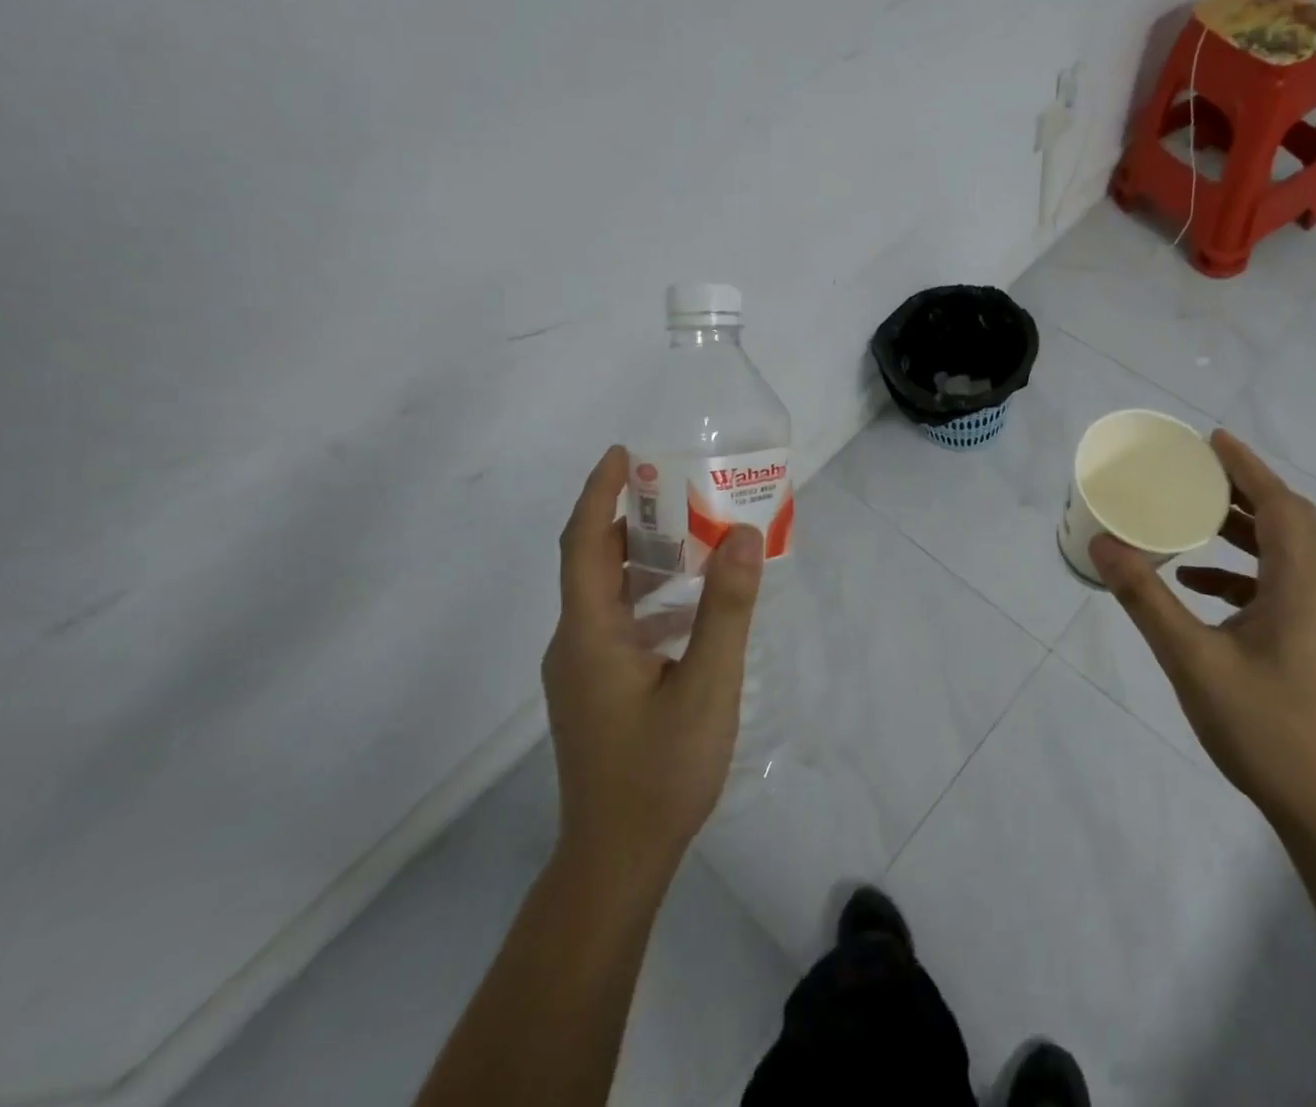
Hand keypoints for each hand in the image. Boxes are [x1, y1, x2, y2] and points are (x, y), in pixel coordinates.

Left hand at [542, 445, 764, 880]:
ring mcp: (582, 671)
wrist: (617, 861)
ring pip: (608, 595)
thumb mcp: (707, 686)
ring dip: (644, 559)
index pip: (583, 544)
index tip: (625, 453)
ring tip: (694, 537)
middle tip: (680, 489)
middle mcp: (574, 644)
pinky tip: (692, 608)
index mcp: (589, 635)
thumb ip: (725, 608)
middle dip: (629, 519)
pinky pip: (619, 623)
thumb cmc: (660, 772)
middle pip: (593, 564)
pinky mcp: (596, 690)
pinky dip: (650, 597)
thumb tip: (741, 534)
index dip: (600, 493)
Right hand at [1089, 429, 1315, 827]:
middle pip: (1289, 520)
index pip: (1281, 506)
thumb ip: (1146, 598)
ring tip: (1193, 515)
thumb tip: (1104, 544)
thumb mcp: (1191, 658)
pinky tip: (1197, 582)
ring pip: (1286, 551)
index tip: (1211, 440)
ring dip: (1243, 527)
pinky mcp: (1311, 641)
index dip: (1248, 468)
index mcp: (1301, 586)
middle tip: (1197, 471)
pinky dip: (1240, 569)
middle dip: (1245, 489)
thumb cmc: (1260, 726)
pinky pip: (1278, 584)